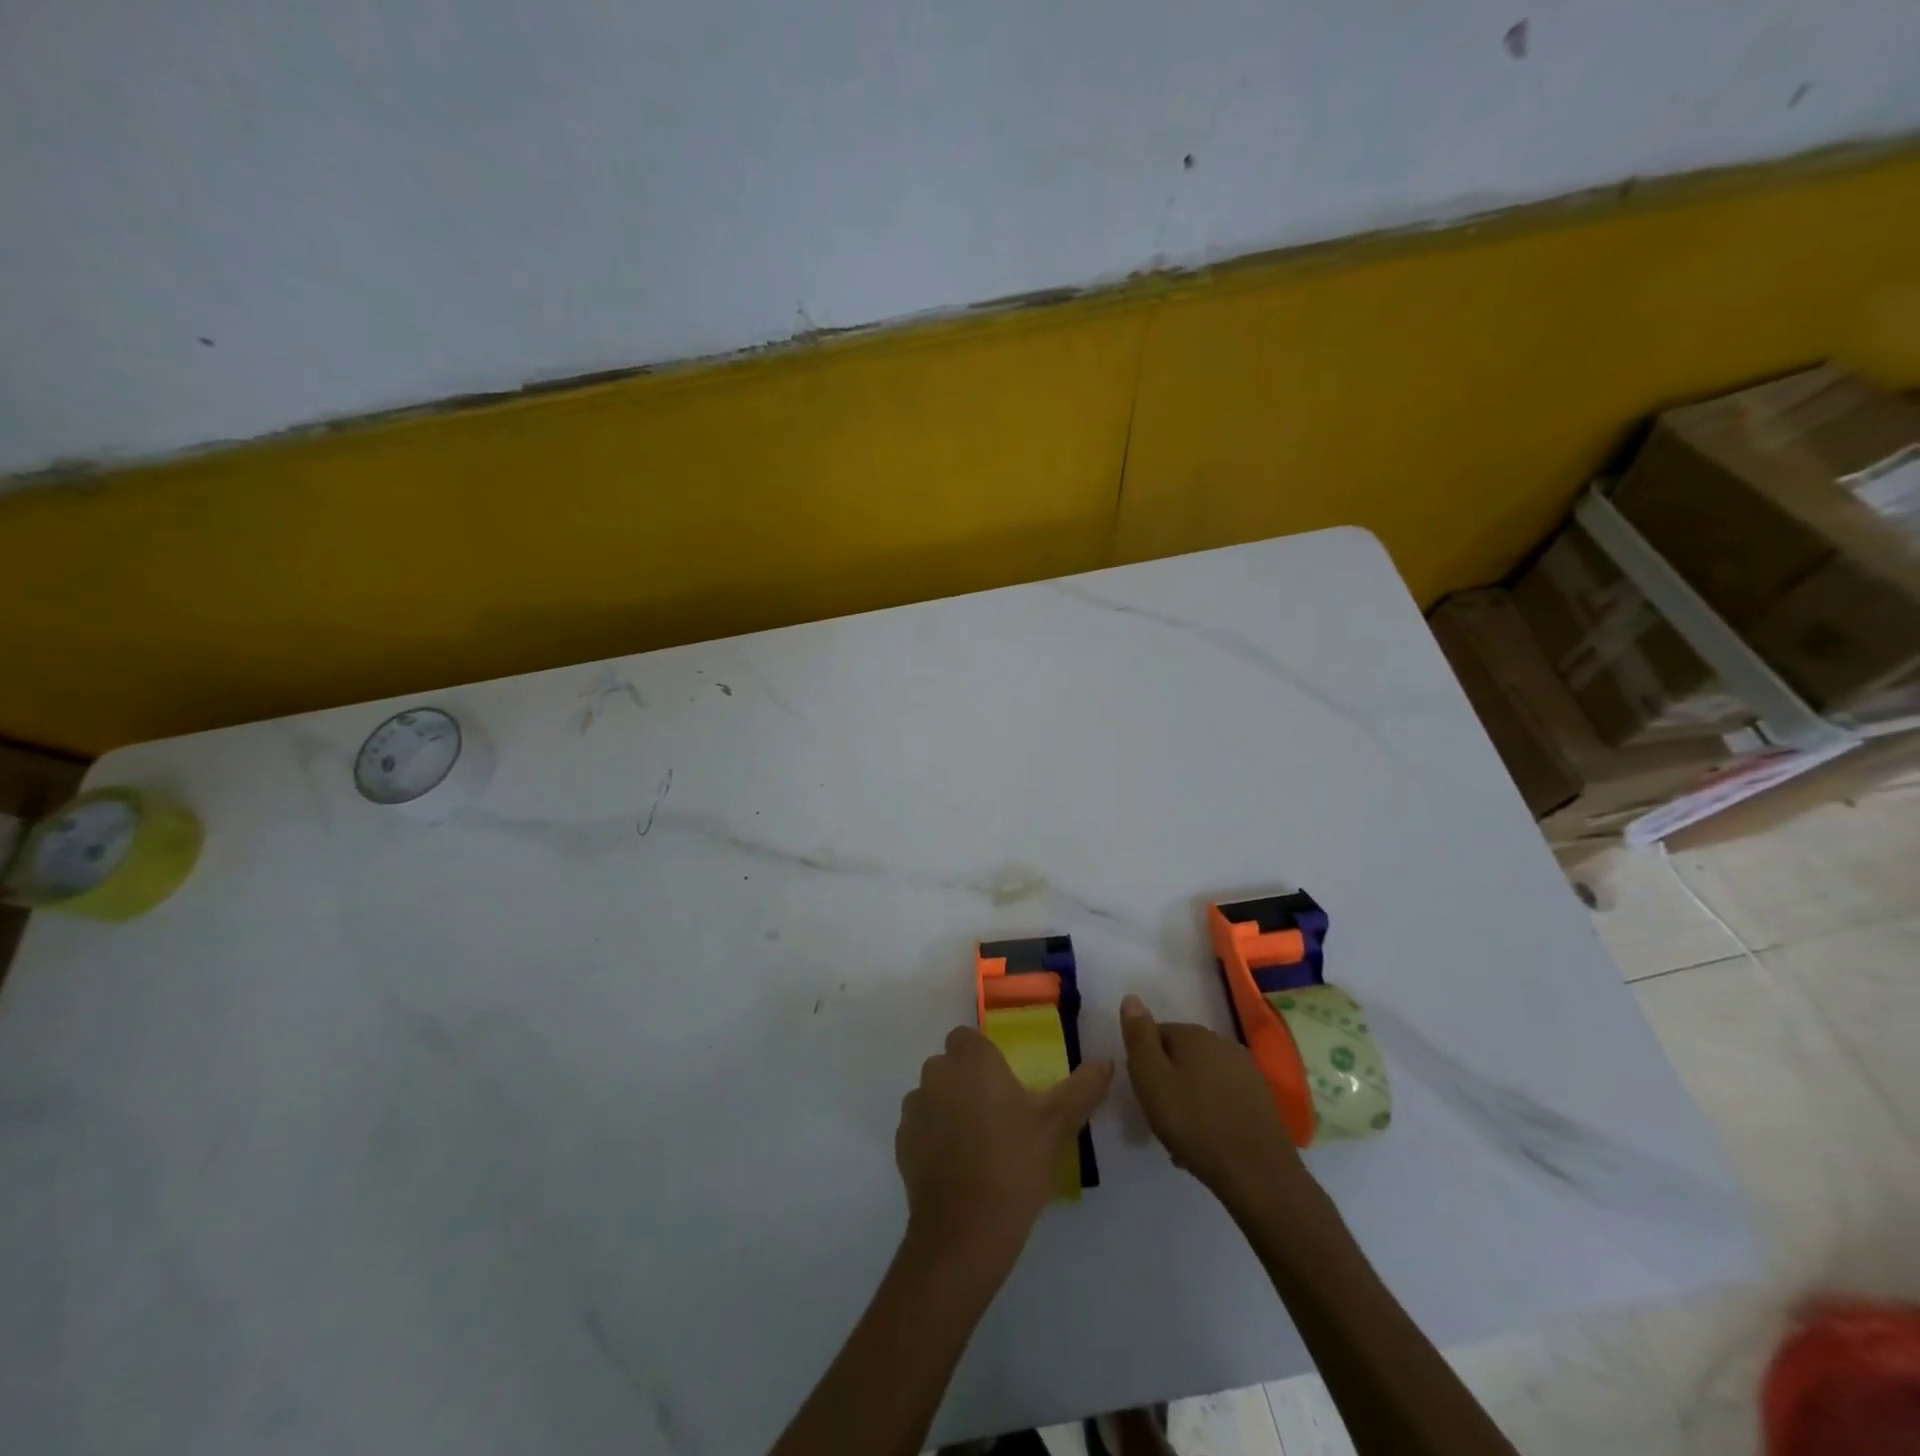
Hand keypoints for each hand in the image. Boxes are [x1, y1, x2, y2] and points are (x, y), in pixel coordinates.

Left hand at [896, 1026, 1112, 1268]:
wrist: (964, 1231)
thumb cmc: (1015, 1164)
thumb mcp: (1058, 1125)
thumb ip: (1083, 1087)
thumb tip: (1106, 1062)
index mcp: (971, 1059)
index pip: (968, 1038)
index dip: (985, 1057)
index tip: (1006, 1085)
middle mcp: (936, 1073)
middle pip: (950, 1065)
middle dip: (968, 1081)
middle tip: (999, 1116)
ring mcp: (914, 1108)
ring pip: (933, 1094)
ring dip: (949, 1107)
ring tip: (979, 1145)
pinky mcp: (902, 1142)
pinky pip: (920, 1127)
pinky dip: (934, 1137)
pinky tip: (959, 1167)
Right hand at [1121, 994, 1305, 1208]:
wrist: (1258, 1174)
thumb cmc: (1195, 1123)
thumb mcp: (1151, 1079)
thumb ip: (1139, 1037)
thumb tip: (1132, 998)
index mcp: (1193, 1034)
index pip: (1155, 1035)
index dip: (1144, 1064)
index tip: (1144, 1094)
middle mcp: (1222, 1042)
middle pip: (1180, 1056)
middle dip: (1167, 1081)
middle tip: (1160, 1117)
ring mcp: (1246, 1070)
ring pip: (1202, 1078)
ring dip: (1189, 1099)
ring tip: (1182, 1136)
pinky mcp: (1261, 1098)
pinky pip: (1223, 1097)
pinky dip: (1211, 1113)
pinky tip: (1208, 1141)